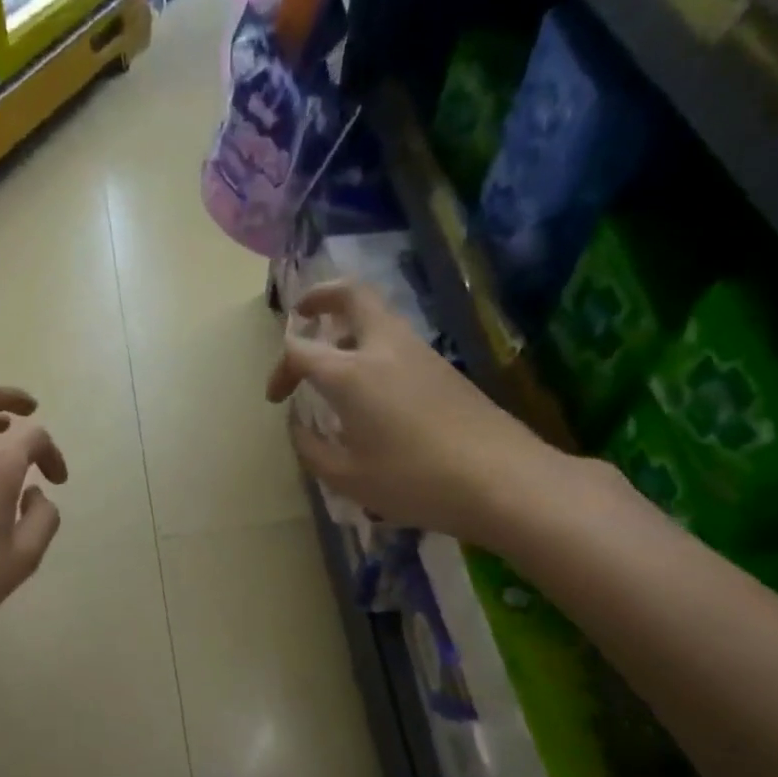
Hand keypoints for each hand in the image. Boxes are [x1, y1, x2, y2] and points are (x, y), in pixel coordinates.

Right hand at [265, 280, 571, 548]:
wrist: (500, 479)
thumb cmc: (412, 480)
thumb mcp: (347, 477)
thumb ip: (312, 448)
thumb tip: (300, 426)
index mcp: (351, 374)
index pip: (301, 350)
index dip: (280, 370)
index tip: (277, 399)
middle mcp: (384, 349)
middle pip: (351, 296)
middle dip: (321, 297)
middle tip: (304, 313)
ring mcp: (419, 354)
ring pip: (378, 317)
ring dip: (349, 325)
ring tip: (333, 358)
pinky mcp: (443, 369)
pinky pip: (397, 342)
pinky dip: (373, 347)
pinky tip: (371, 389)